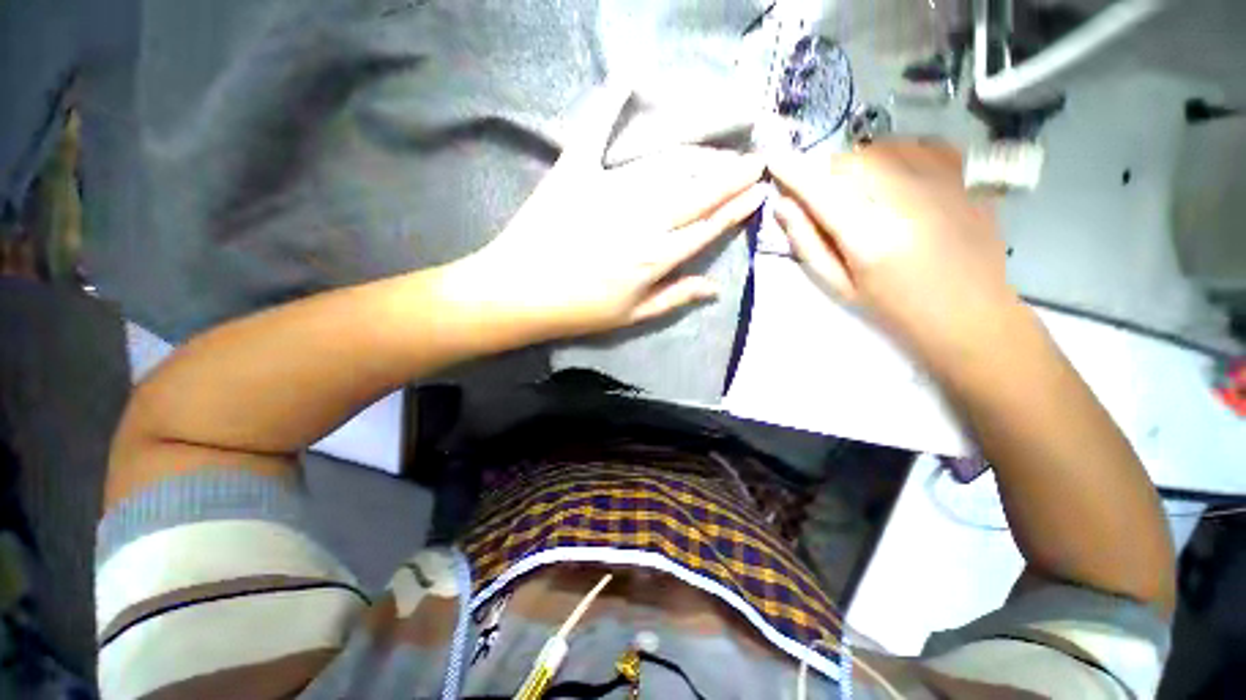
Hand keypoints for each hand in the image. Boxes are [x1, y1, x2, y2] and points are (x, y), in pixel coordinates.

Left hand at [459, 83, 765, 339]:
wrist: (520, 294)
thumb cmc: (579, 311)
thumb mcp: (632, 316)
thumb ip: (674, 297)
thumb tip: (714, 288)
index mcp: (655, 258)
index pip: (706, 229)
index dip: (736, 210)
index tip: (760, 192)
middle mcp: (642, 221)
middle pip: (696, 194)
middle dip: (731, 177)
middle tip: (757, 160)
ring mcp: (609, 192)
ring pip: (664, 169)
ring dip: (697, 157)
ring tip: (720, 149)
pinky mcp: (575, 173)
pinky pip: (595, 134)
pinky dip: (608, 105)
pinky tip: (627, 79)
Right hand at [768, 142, 1015, 354]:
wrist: (971, 312)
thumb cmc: (895, 307)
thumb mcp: (840, 286)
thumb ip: (808, 244)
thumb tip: (783, 205)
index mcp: (870, 238)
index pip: (822, 191)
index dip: (794, 172)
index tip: (774, 159)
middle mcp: (907, 201)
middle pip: (851, 161)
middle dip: (827, 172)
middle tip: (824, 194)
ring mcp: (944, 182)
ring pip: (883, 147)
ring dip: (860, 163)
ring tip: (862, 190)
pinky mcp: (967, 175)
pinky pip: (920, 144)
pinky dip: (897, 154)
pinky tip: (898, 178)